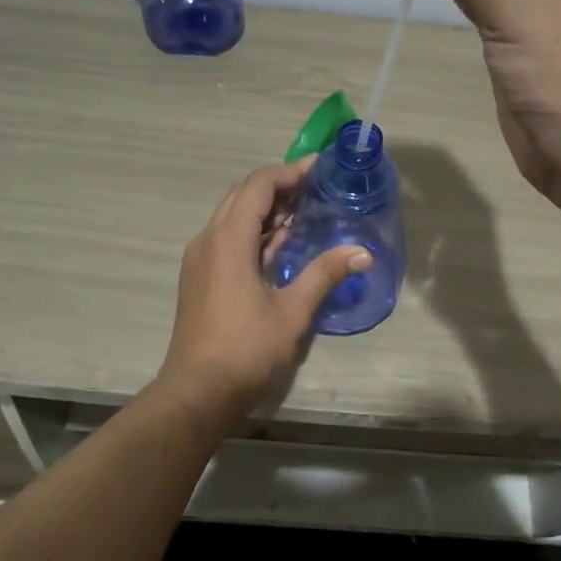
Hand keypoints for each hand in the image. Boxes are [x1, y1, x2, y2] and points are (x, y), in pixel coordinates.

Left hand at [157, 160, 369, 416]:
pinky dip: (253, 232)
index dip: (289, 172)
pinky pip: (227, 239)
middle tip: (315, 189)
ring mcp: (200, 259)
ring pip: (232, 217)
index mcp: (228, 239)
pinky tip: (280, 246)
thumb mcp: (293, 311)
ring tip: (304, 212)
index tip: (320, 170)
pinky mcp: (199, 278)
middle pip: (242, 196)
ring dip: (266, 210)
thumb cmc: (246, 349)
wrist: (198, 391)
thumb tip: (362, 252)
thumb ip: (324, 274)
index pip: (258, 185)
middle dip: (279, 187)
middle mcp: (208, 240)